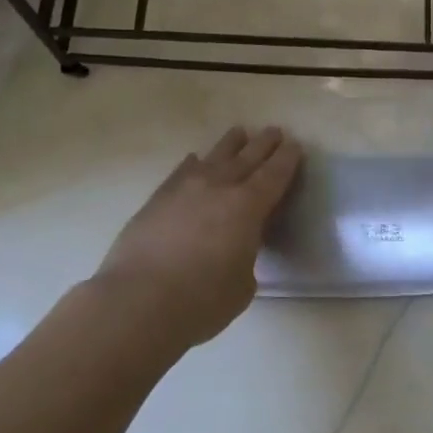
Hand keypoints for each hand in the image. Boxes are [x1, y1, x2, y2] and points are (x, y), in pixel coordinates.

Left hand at [92, 126, 302, 350]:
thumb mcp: (243, 283)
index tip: (294, 145)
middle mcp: (218, 187)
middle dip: (263, 144)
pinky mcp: (158, 198)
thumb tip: (236, 245)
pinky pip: (182, 171)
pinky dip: (194, 163)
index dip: (287, 159)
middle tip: (274, 131)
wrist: (138, 301)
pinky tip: (196, 159)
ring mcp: (185, 188)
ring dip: (230, 144)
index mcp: (248, 206)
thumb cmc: (201, 301)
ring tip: (239, 133)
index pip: (274, 175)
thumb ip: (246, 255)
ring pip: (214, 157)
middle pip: (247, 157)